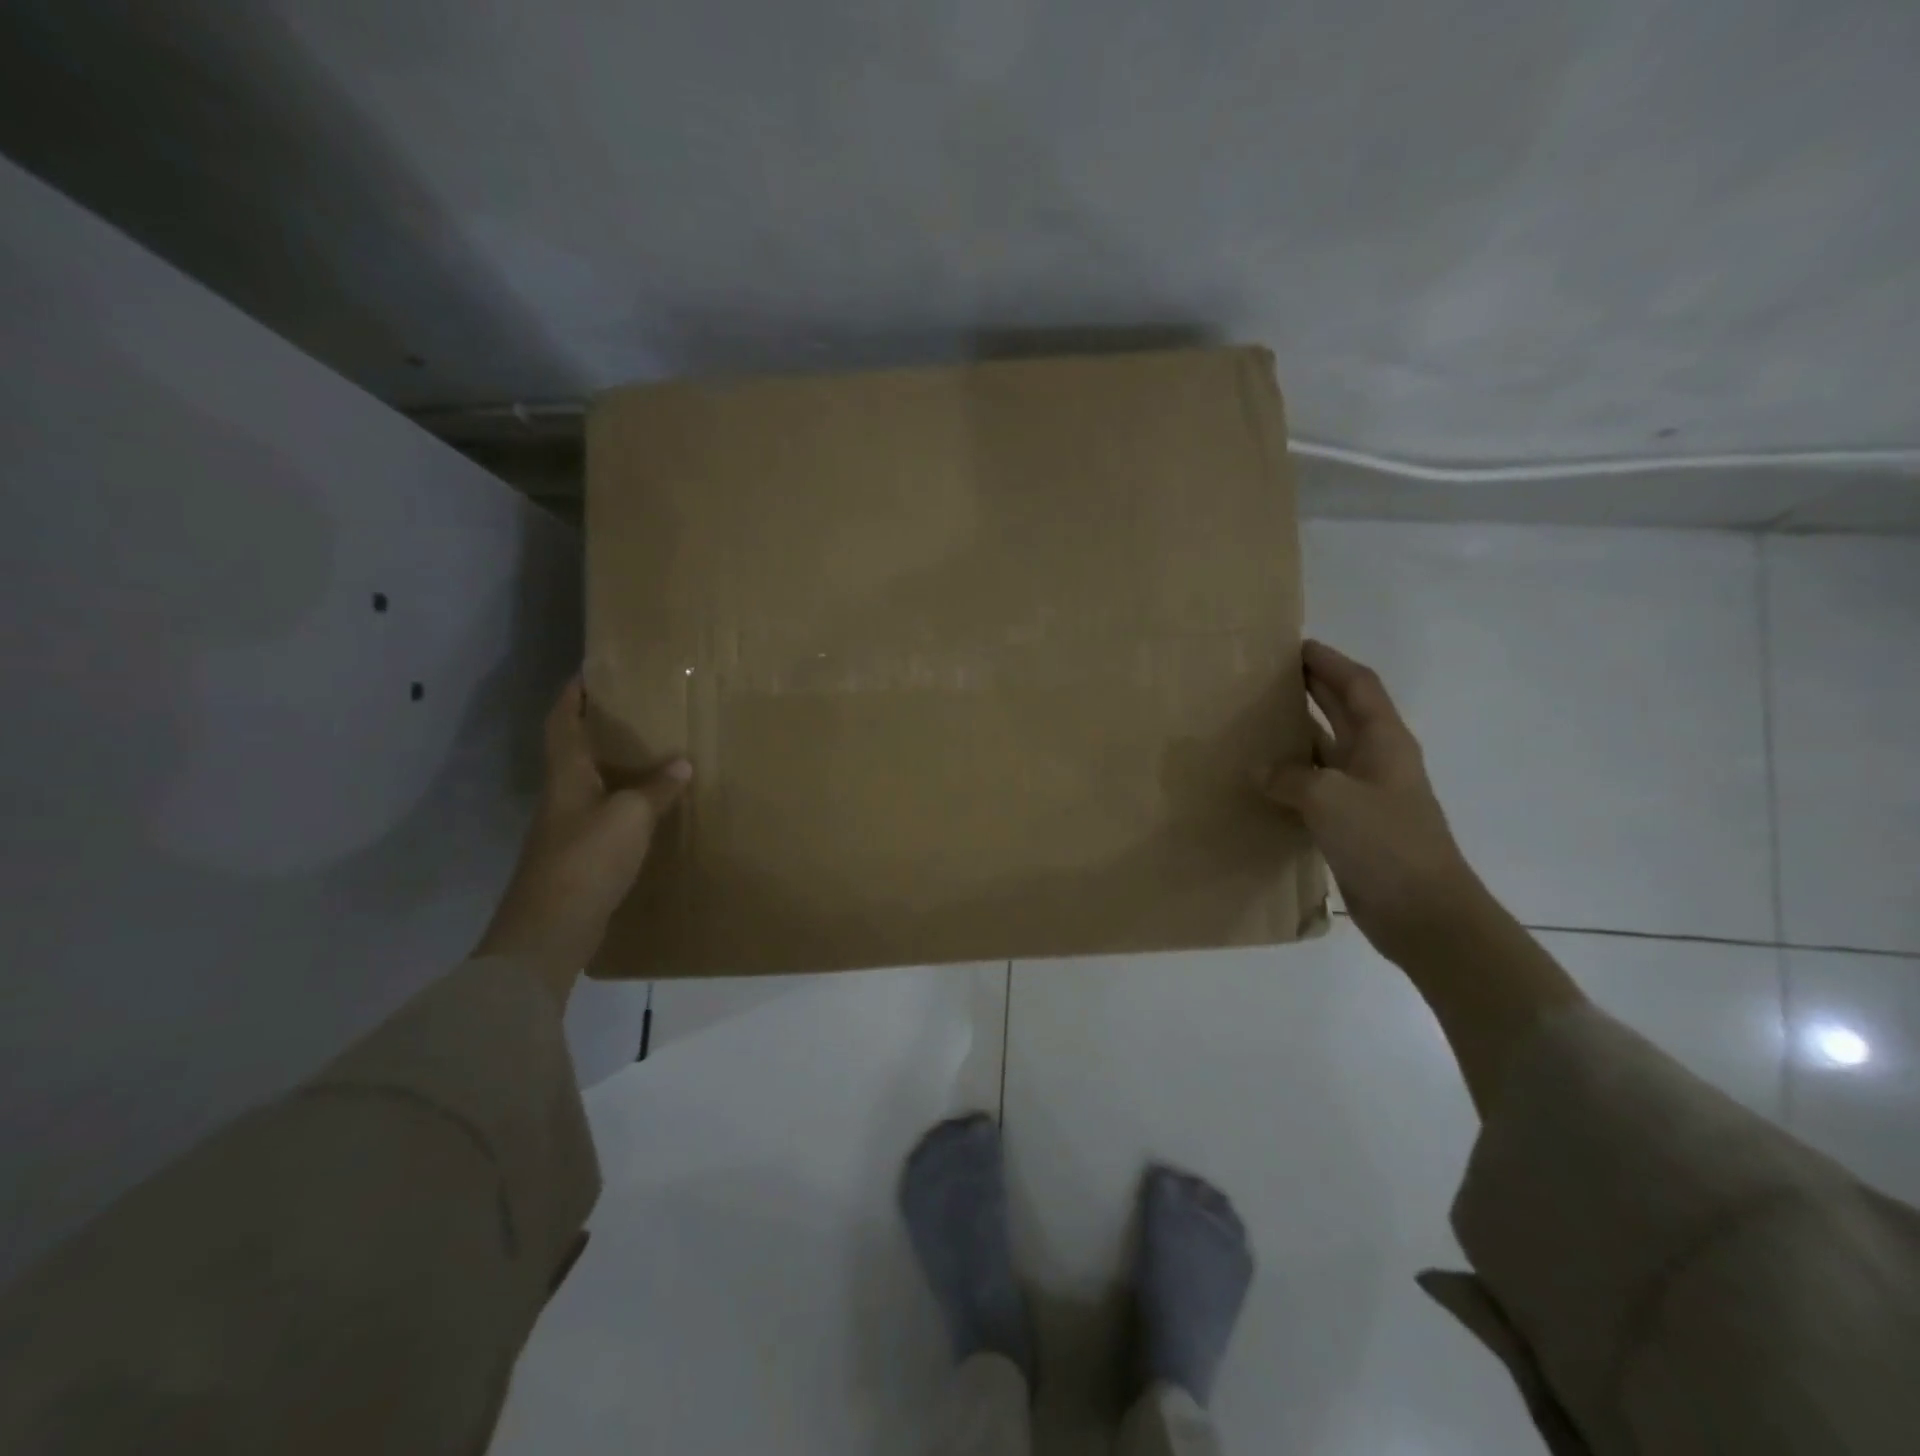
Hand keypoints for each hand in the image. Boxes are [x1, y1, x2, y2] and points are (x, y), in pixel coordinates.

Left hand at [474, 679, 690, 1003]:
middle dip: (597, 727)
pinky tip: (651, 808)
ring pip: (592, 783)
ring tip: (652, 753)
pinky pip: (605, 815)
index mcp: (566, 775)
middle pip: (574, 750)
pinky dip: (626, 803)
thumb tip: (682, 762)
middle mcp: (562, 795)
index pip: (561, 722)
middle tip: (634, 709)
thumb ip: (657, 788)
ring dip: (615, 766)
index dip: (572, 695)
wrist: (552, 929)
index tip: (589, 671)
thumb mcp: (630, 815)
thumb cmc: (587, 859)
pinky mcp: (580, 856)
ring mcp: (568, 828)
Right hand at [1260, 641, 1482, 964]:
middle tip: (1270, 677)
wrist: (1422, 911)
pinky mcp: (1352, 825)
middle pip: (1343, 712)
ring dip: (1297, 734)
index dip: (1330, 663)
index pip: (1358, 686)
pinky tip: (1262, 780)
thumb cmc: (1384, 842)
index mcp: (1384, 741)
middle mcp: (1377, 760)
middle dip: (1313, 690)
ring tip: (1256, 722)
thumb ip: (1290, 776)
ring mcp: (1366, 794)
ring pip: (1326, 750)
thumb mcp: (1329, 798)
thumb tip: (1262, 769)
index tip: (1297, 647)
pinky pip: (1316, 788)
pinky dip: (1291, 777)